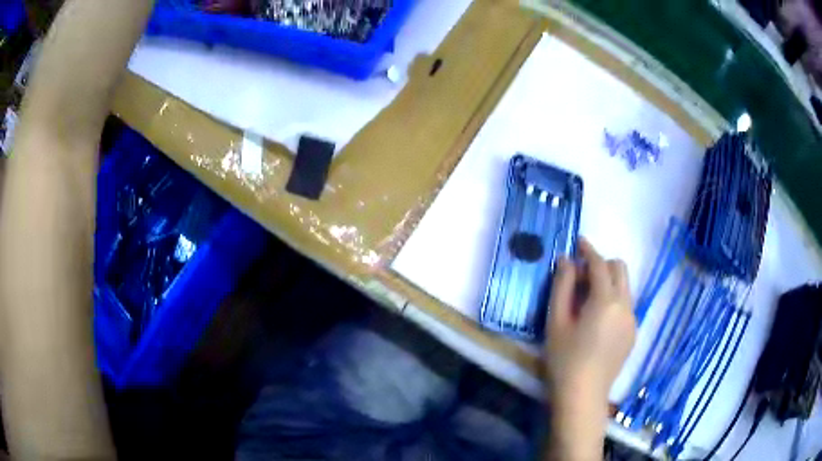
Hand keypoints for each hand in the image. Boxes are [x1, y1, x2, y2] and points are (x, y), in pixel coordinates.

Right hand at [544, 238, 635, 406]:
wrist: (583, 395)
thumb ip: (562, 286)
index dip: (588, 250)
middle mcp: (625, 305)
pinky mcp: (632, 333)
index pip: (600, 264)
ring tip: (587, 299)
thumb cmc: (564, 359)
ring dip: (609, 282)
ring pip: (625, 287)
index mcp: (606, 300)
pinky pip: (626, 305)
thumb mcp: (556, 321)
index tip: (577, 241)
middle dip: (602, 263)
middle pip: (620, 269)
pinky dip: (614, 299)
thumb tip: (565, 260)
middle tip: (580, 275)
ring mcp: (632, 320)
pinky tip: (597, 319)